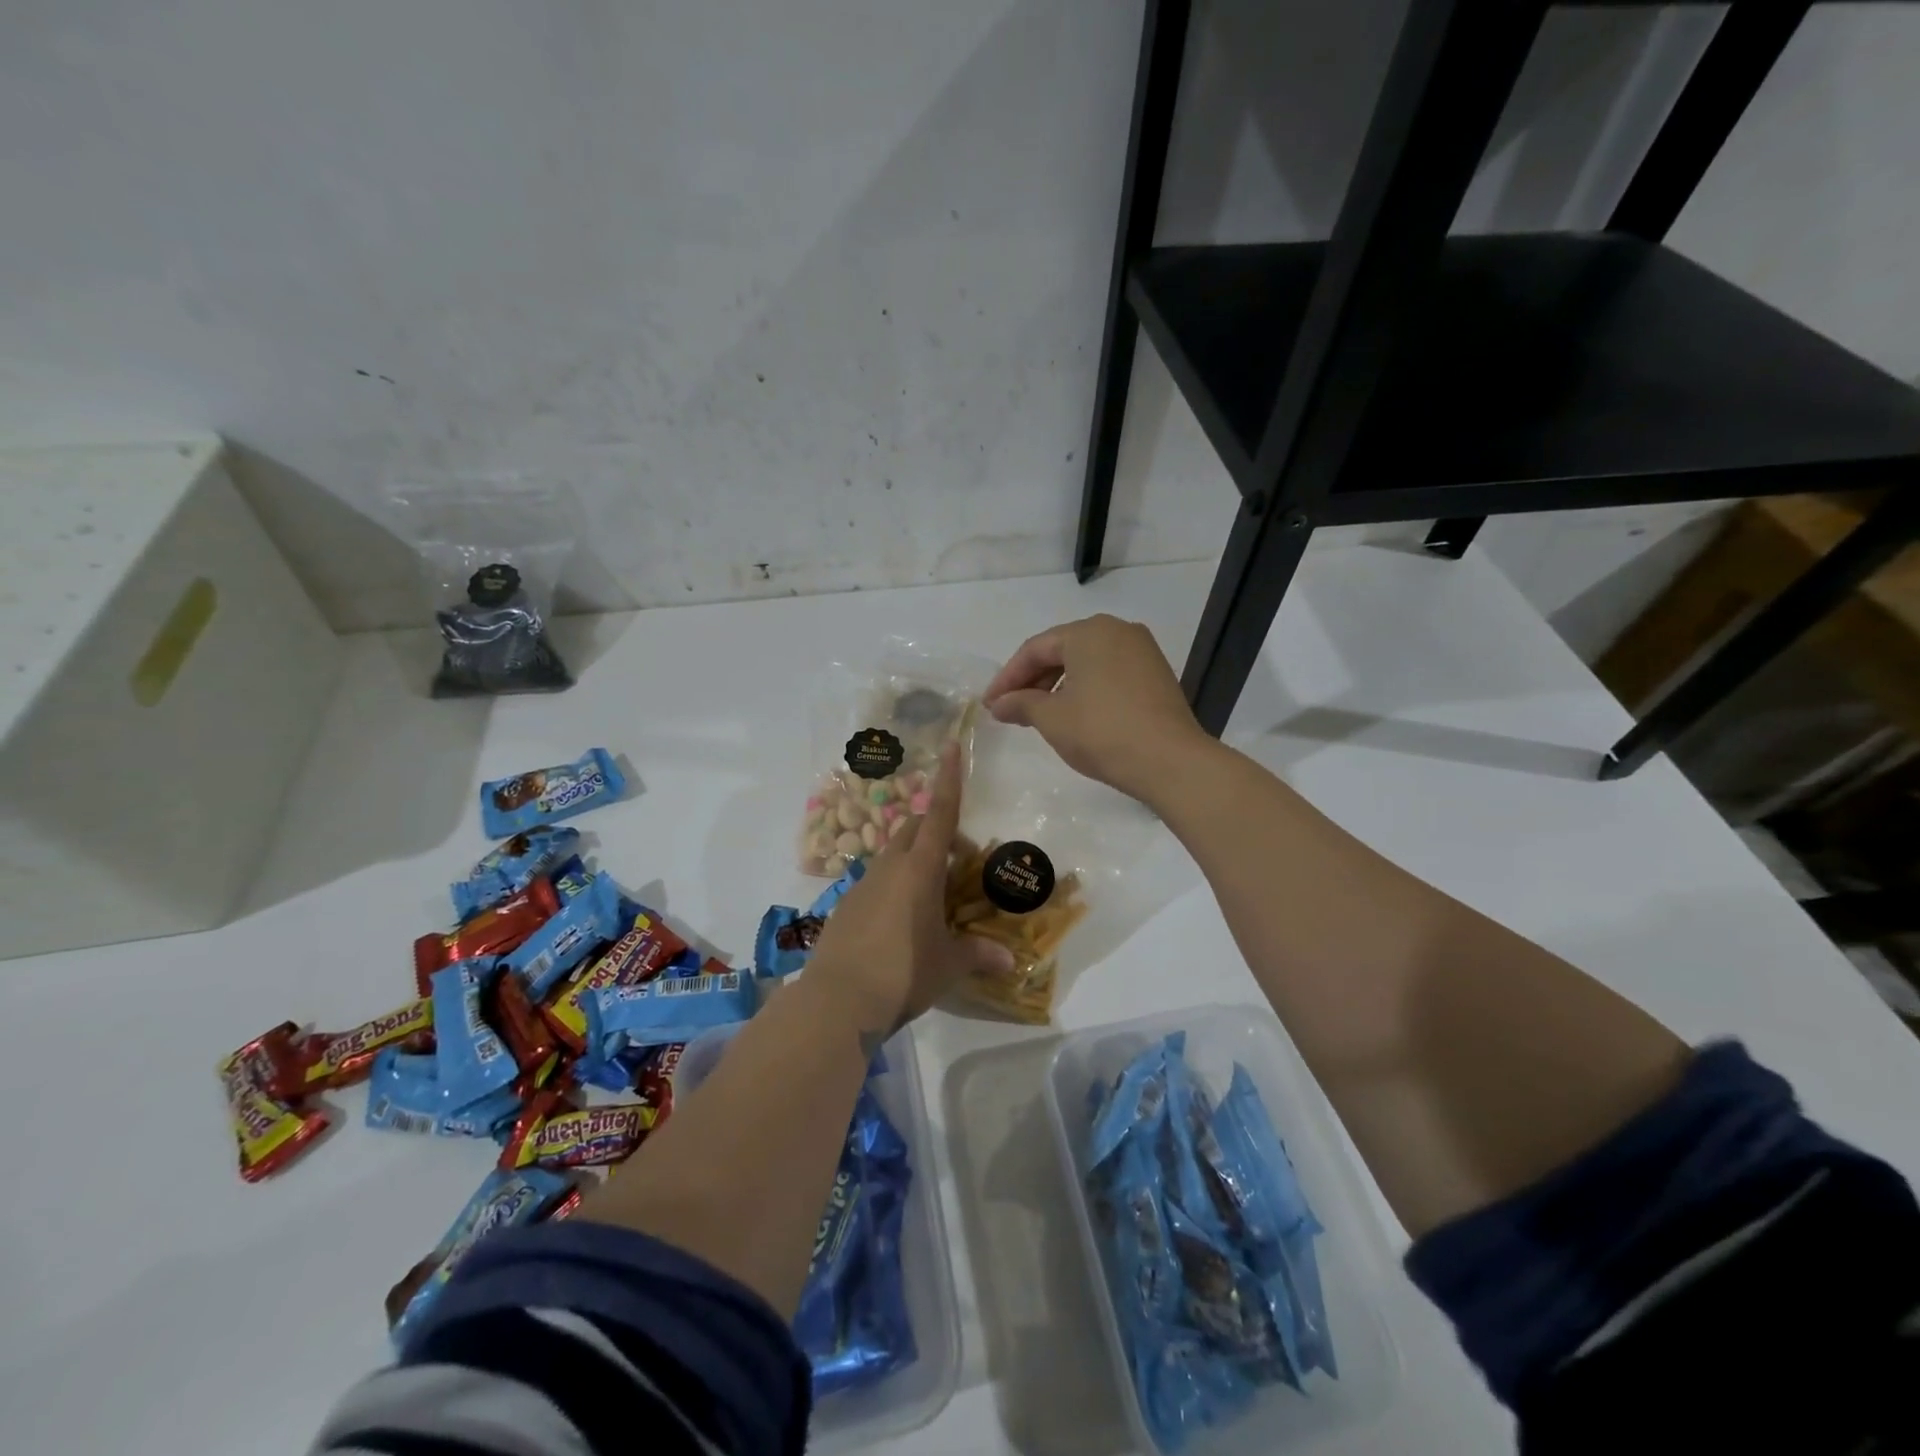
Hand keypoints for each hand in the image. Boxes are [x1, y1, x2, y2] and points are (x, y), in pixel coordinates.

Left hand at [803, 742, 1014, 1032]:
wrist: (837, 1000)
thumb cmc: (903, 973)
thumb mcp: (947, 965)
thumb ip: (978, 955)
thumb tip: (1010, 962)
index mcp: (920, 869)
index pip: (940, 813)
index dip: (949, 779)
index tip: (950, 746)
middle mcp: (890, 866)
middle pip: (913, 829)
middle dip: (936, 832)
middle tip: (957, 863)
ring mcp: (863, 884)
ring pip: (892, 855)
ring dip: (914, 862)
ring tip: (932, 899)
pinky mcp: (846, 905)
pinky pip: (875, 882)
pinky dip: (893, 887)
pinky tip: (901, 924)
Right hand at [983, 615, 1211, 803]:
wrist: (1170, 761)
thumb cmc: (1102, 732)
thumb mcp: (1052, 719)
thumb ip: (1021, 704)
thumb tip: (999, 704)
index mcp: (1088, 632)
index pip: (1035, 649)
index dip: (1007, 677)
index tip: (990, 704)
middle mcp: (1117, 630)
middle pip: (1061, 650)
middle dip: (1032, 680)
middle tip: (1010, 709)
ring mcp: (1141, 650)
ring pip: (1086, 662)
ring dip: (1057, 685)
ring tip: (1038, 715)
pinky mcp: (1156, 673)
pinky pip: (1108, 673)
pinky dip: (1085, 688)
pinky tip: (1074, 713)